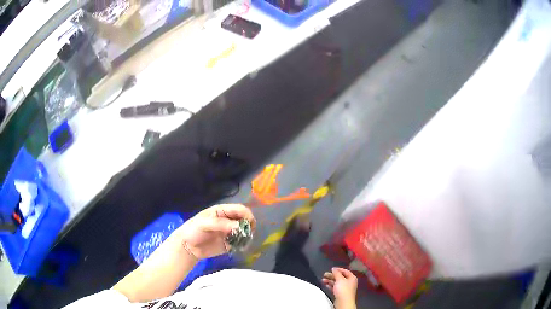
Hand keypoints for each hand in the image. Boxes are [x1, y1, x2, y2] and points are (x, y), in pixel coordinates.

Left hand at [176, 204, 255, 258]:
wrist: (188, 247)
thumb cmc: (193, 230)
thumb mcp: (204, 223)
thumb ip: (221, 223)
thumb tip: (239, 226)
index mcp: (222, 211)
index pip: (239, 209)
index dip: (247, 214)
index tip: (250, 224)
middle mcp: (229, 220)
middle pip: (245, 219)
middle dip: (249, 225)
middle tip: (248, 233)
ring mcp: (230, 232)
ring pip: (245, 231)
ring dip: (247, 235)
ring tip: (244, 241)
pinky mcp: (231, 243)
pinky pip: (241, 242)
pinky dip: (244, 244)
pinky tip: (240, 247)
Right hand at [322, 267, 357, 307]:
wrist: (343, 302)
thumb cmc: (343, 289)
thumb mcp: (340, 279)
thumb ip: (337, 273)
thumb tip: (334, 269)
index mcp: (352, 278)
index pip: (345, 271)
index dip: (338, 269)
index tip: (331, 268)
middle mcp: (349, 282)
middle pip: (340, 277)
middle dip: (332, 276)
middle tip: (324, 274)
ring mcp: (345, 288)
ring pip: (337, 282)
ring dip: (330, 281)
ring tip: (323, 280)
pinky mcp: (340, 293)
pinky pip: (335, 288)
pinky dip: (330, 286)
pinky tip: (326, 285)